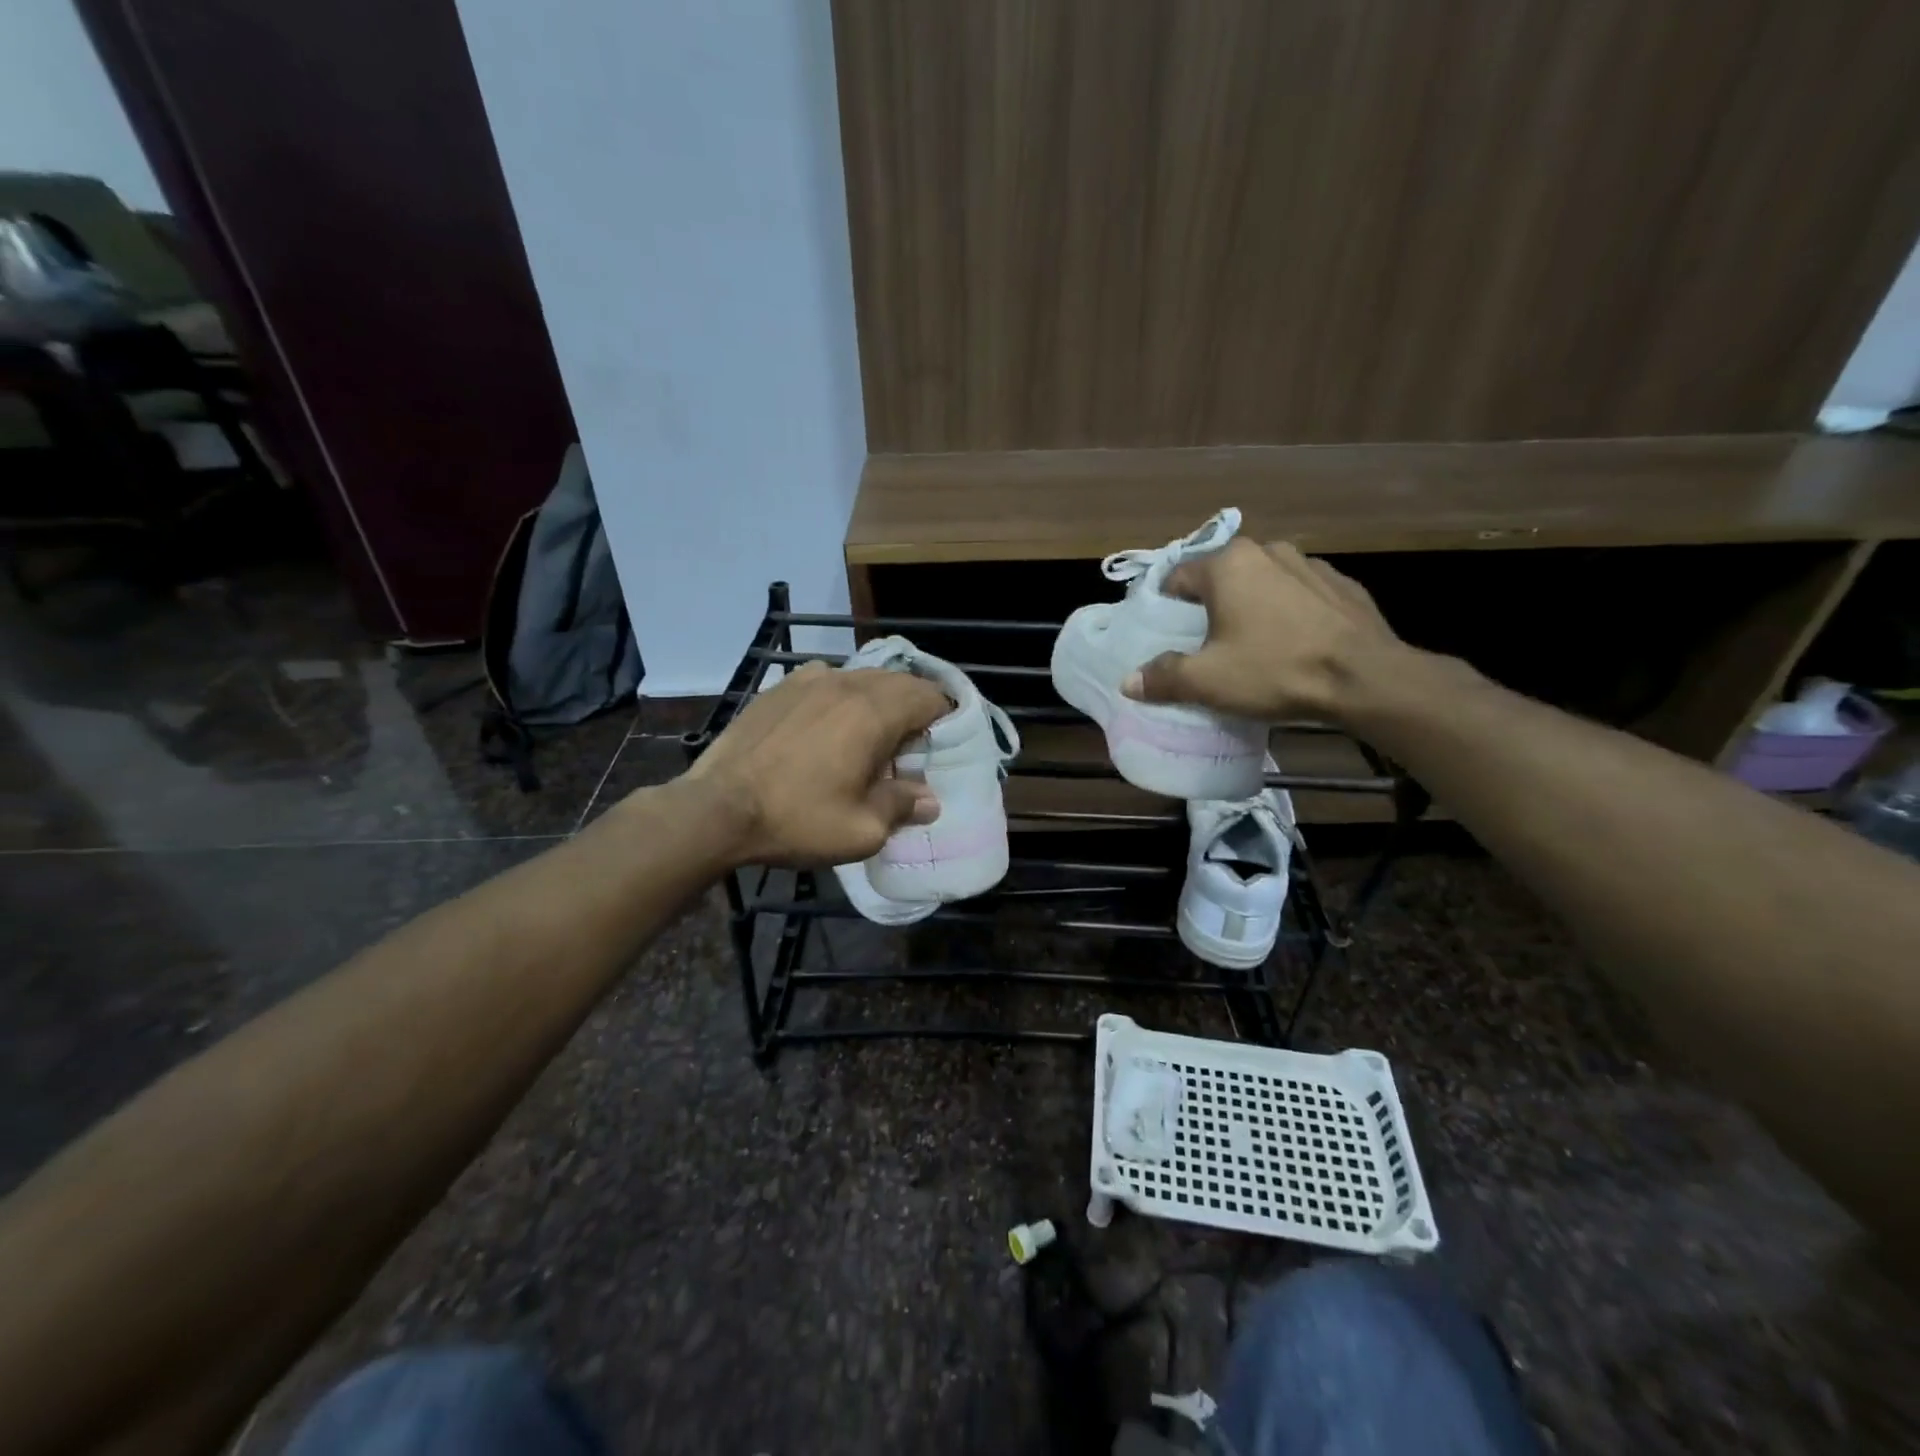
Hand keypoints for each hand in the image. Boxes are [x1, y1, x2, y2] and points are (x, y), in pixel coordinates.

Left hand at [684, 661, 949, 865]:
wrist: (717, 808)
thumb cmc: (797, 819)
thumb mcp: (862, 830)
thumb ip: (902, 806)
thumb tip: (929, 799)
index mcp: (874, 713)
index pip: (928, 696)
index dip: (944, 717)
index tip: (941, 744)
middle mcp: (846, 684)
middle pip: (898, 682)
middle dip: (913, 708)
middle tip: (908, 747)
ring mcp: (809, 680)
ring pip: (861, 678)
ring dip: (877, 701)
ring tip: (868, 736)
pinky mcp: (780, 687)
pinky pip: (825, 680)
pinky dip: (840, 696)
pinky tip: (826, 725)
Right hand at [1122, 538, 1405, 721]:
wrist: (1366, 678)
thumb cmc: (1275, 670)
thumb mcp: (1207, 681)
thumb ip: (1163, 677)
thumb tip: (1128, 681)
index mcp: (1228, 565)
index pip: (1178, 576)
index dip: (1166, 605)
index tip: (1167, 634)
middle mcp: (1267, 551)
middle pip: (1221, 576)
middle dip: (1209, 604)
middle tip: (1206, 641)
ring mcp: (1310, 564)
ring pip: (1263, 581)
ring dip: (1251, 604)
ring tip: (1252, 641)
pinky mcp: (1342, 584)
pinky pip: (1300, 593)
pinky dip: (1289, 610)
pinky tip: (1293, 641)